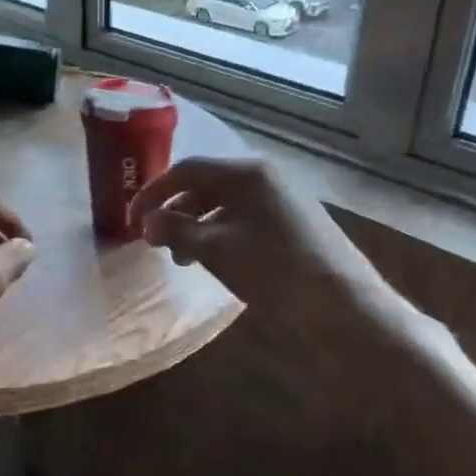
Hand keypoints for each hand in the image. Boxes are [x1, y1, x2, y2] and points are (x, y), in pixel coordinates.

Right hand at [128, 157, 414, 349]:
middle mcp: (264, 175)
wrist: (344, 305)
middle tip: (155, 241)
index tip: (131, 220)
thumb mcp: (215, 250)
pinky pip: (243, 217)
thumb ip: (175, 230)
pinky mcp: (292, 220)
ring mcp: (281, 197)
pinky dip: (219, 234)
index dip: (152, 193)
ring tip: (182, 259)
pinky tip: (213, 261)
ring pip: (223, 203)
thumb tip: (147, 223)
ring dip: (196, 226)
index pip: (185, 170)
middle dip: (175, 211)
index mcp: (245, 171)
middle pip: (204, 184)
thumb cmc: (274, 270)